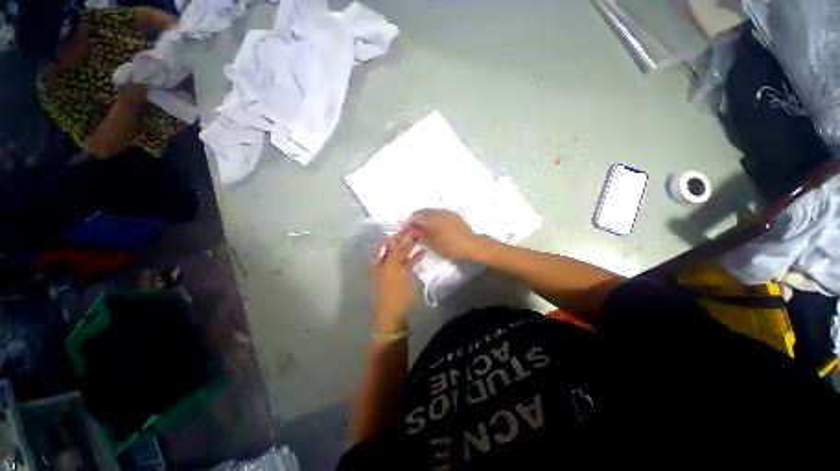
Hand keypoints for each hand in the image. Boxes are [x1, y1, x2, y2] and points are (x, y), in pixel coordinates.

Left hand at [371, 230, 425, 328]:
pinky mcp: (405, 276)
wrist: (396, 312)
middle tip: (414, 229)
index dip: (393, 236)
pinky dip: (415, 258)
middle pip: (395, 249)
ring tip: (420, 236)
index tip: (403, 227)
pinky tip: (423, 251)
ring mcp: (396, 271)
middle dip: (404, 239)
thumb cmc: (392, 290)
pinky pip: (410, 264)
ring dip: (411, 247)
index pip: (385, 245)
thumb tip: (392, 238)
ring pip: (403, 255)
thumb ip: (393, 253)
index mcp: (379, 263)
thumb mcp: (391, 269)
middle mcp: (386, 265)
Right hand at [408, 209, 479, 261]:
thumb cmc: (451, 248)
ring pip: (431, 210)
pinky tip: (433, 224)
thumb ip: (422, 235)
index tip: (405, 228)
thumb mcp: (434, 245)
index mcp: (433, 220)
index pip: (416, 217)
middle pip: (422, 211)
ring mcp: (447, 212)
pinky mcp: (453, 214)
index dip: (408, 223)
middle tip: (412, 227)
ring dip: (424, 216)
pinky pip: (439, 212)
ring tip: (422, 226)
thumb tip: (412, 230)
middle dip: (415, 217)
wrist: (472, 245)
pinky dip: (432, 216)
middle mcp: (439, 212)